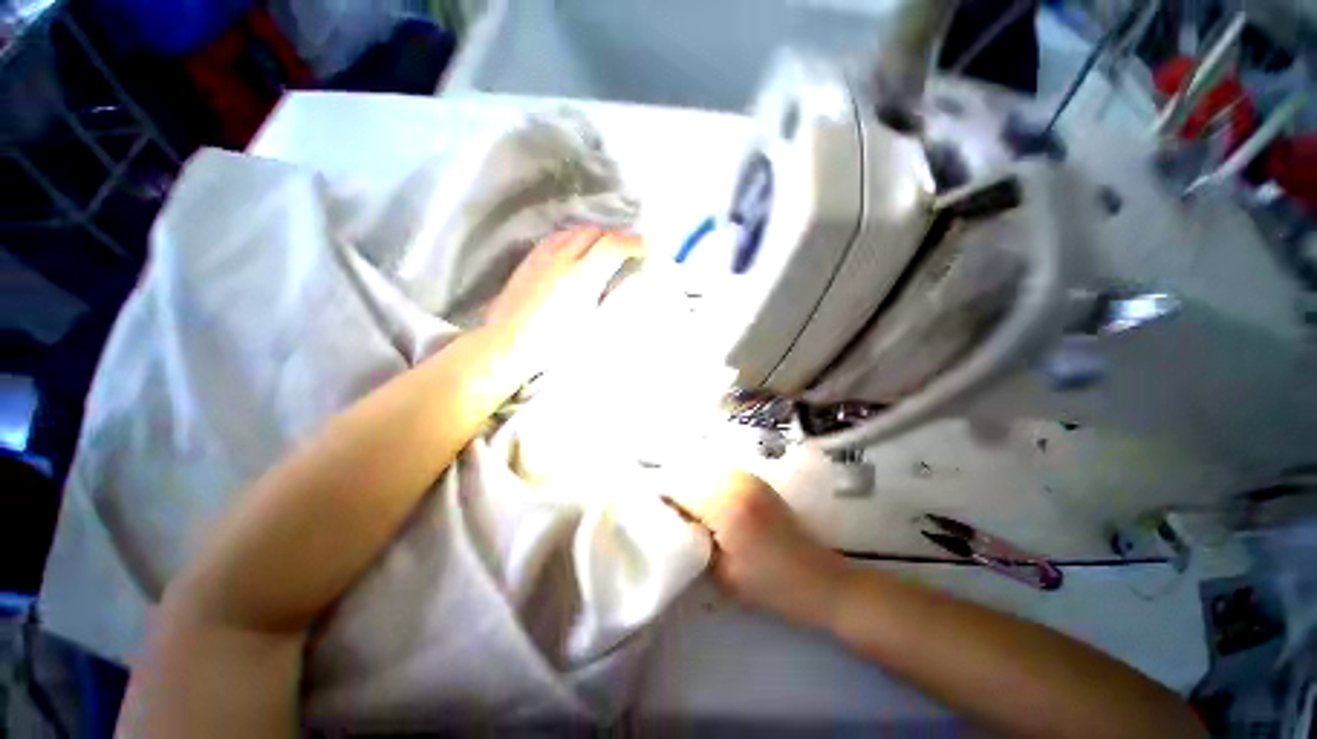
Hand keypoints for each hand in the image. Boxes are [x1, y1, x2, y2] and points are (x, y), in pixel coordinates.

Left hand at [486, 226, 641, 366]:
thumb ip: (612, 297)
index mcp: (583, 276)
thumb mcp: (592, 324)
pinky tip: (575, 250)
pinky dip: (574, 237)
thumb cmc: (554, 342)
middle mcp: (563, 258)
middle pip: (595, 232)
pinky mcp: (530, 259)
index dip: (634, 243)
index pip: (614, 245)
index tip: (646, 249)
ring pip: (575, 231)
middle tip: (628, 250)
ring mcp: (544, 256)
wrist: (507, 343)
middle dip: (616, 237)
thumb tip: (629, 280)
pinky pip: (557, 237)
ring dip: (595, 235)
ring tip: (604, 249)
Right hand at [669, 469, 851, 627]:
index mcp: (725, 504)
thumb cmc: (769, 585)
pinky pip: (718, 472)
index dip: (659, 495)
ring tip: (679, 505)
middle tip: (661, 508)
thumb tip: (671, 518)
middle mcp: (734, 481)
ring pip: (702, 468)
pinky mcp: (754, 480)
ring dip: (687, 482)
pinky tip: (701, 500)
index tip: (647, 508)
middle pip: (688, 471)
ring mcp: (747, 477)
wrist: (819, 579)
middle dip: (670, 486)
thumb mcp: (721, 573)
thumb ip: (691, 541)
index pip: (678, 487)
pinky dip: (704, 481)